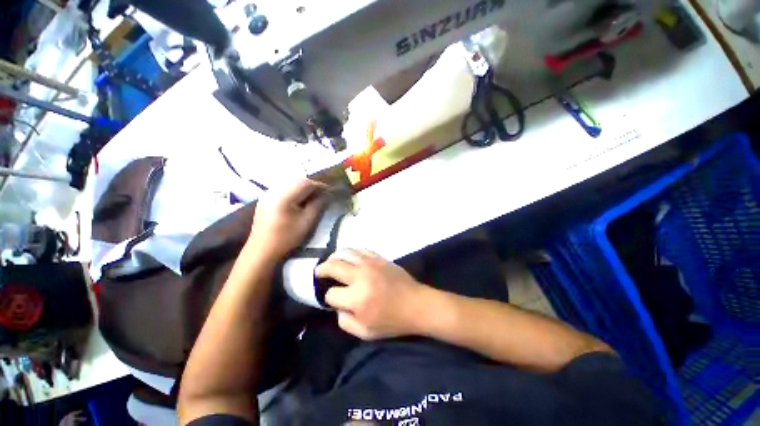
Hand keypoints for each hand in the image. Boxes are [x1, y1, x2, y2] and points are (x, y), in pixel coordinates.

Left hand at [247, 179, 327, 261]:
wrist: (262, 250)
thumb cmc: (286, 237)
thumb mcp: (306, 222)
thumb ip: (317, 205)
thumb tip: (325, 194)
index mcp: (283, 196)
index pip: (305, 183)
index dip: (320, 185)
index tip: (330, 190)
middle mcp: (273, 191)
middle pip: (297, 180)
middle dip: (312, 185)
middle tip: (323, 193)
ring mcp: (267, 194)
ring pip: (289, 183)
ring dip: (303, 187)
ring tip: (313, 196)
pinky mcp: (265, 199)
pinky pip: (283, 188)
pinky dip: (294, 191)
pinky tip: (299, 199)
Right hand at [315, 249, 427, 339]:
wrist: (416, 304)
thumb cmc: (392, 321)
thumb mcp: (365, 332)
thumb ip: (345, 321)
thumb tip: (337, 306)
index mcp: (357, 298)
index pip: (331, 294)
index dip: (329, 298)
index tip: (333, 299)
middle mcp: (361, 276)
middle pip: (333, 266)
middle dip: (322, 269)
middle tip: (318, 272)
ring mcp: (371, 263)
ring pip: (346, 252)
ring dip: (334, 256)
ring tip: (331, 261)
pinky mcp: (379, 258)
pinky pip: (361, 250)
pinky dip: (351, 252)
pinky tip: (350, 257)